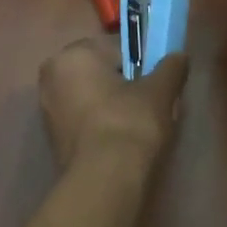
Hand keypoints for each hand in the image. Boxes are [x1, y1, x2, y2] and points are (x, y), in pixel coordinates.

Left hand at [38, 38, 188, 172]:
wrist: (104, 179)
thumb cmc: (129, 122)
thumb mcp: (159, 91)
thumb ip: (171, 67)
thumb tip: (179, 56)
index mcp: (73, 54)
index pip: (116, 47)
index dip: (142, 61)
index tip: (158, 79)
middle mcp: (52, 74)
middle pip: (100, 71)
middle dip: (124, 82)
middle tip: (151, 101)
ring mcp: (47, 107)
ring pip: (91, 95)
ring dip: (112, 103)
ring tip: (139, 123)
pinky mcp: (51, 136)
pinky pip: (83, 118)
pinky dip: (100, 122)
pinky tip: (121, 139)